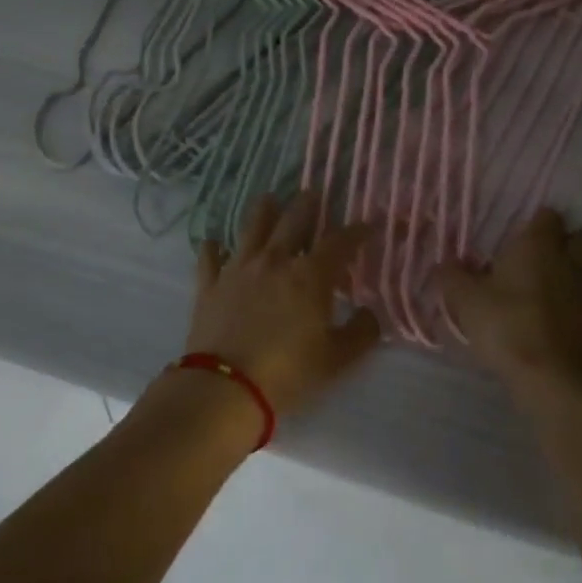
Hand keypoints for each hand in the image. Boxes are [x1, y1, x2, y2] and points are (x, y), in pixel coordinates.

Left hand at [183, 192, 381, 416]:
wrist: (226, 387)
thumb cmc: (288, 373)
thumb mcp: (337, 360)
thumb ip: (361, 333)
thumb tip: (371, 313)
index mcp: (310, 275)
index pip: (339, 242)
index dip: (356, 231)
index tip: (368, 226)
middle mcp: (275, 260)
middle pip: (293, 219)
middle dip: (307, 204)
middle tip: (312, 195)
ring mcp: (239, 268)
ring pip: (252, 226)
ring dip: (263, 210)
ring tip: (269, 199)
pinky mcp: (210, 283)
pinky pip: (210, 256)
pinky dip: (214, 247)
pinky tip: (214, 243)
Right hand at [437, 209, 581, 398]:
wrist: (549, 374)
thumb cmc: (504, 325)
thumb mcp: (465, 299)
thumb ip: (453, 276)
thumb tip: (445, 262)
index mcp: (537, 245)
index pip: (549, 216)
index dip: (541, 223)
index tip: (528, 236)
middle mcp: (571, 261)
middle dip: (575, 243)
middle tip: (555, 259)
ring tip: (578, 282)